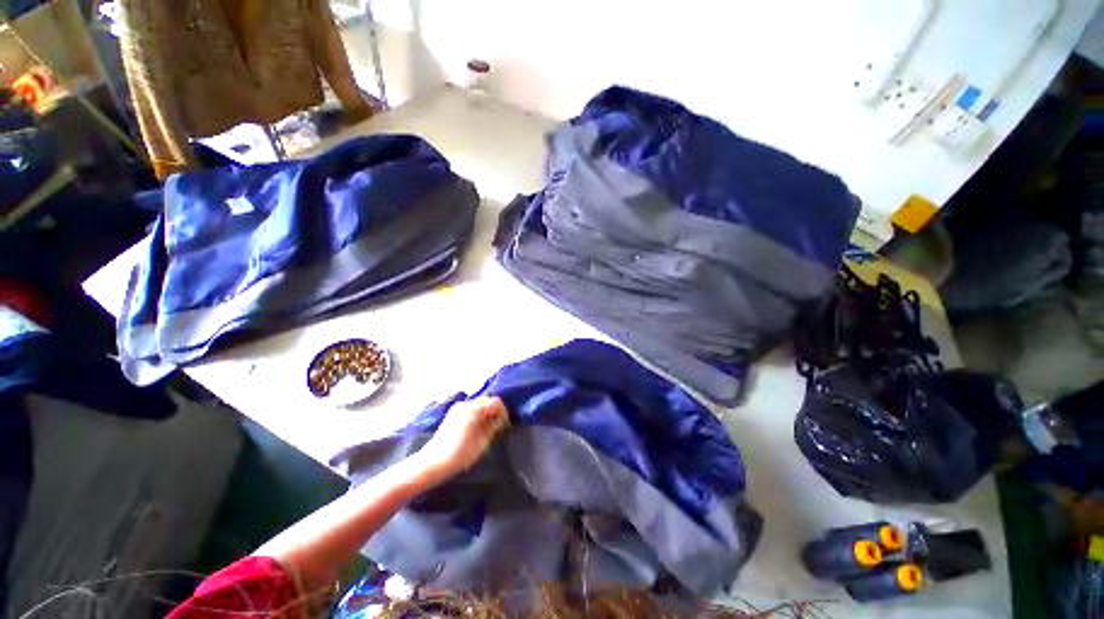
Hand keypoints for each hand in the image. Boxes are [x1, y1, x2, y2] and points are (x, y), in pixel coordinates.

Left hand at [416, 396, 508, 481]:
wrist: (432, 463)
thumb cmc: (459, 454)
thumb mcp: (482, 442)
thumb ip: (492, 426)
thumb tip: (499, 419)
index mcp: (474, 409)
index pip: (496, 402)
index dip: (504, 412)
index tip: (505, 424)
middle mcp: (466, 403)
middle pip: (487, 400)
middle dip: (495, 411)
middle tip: (499, 426)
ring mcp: (458, 408)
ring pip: (479, 404)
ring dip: (487, 412)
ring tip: (489, 428)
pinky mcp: (453, 414)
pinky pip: (471, 409)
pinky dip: (478, 414)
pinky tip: (478, 427)